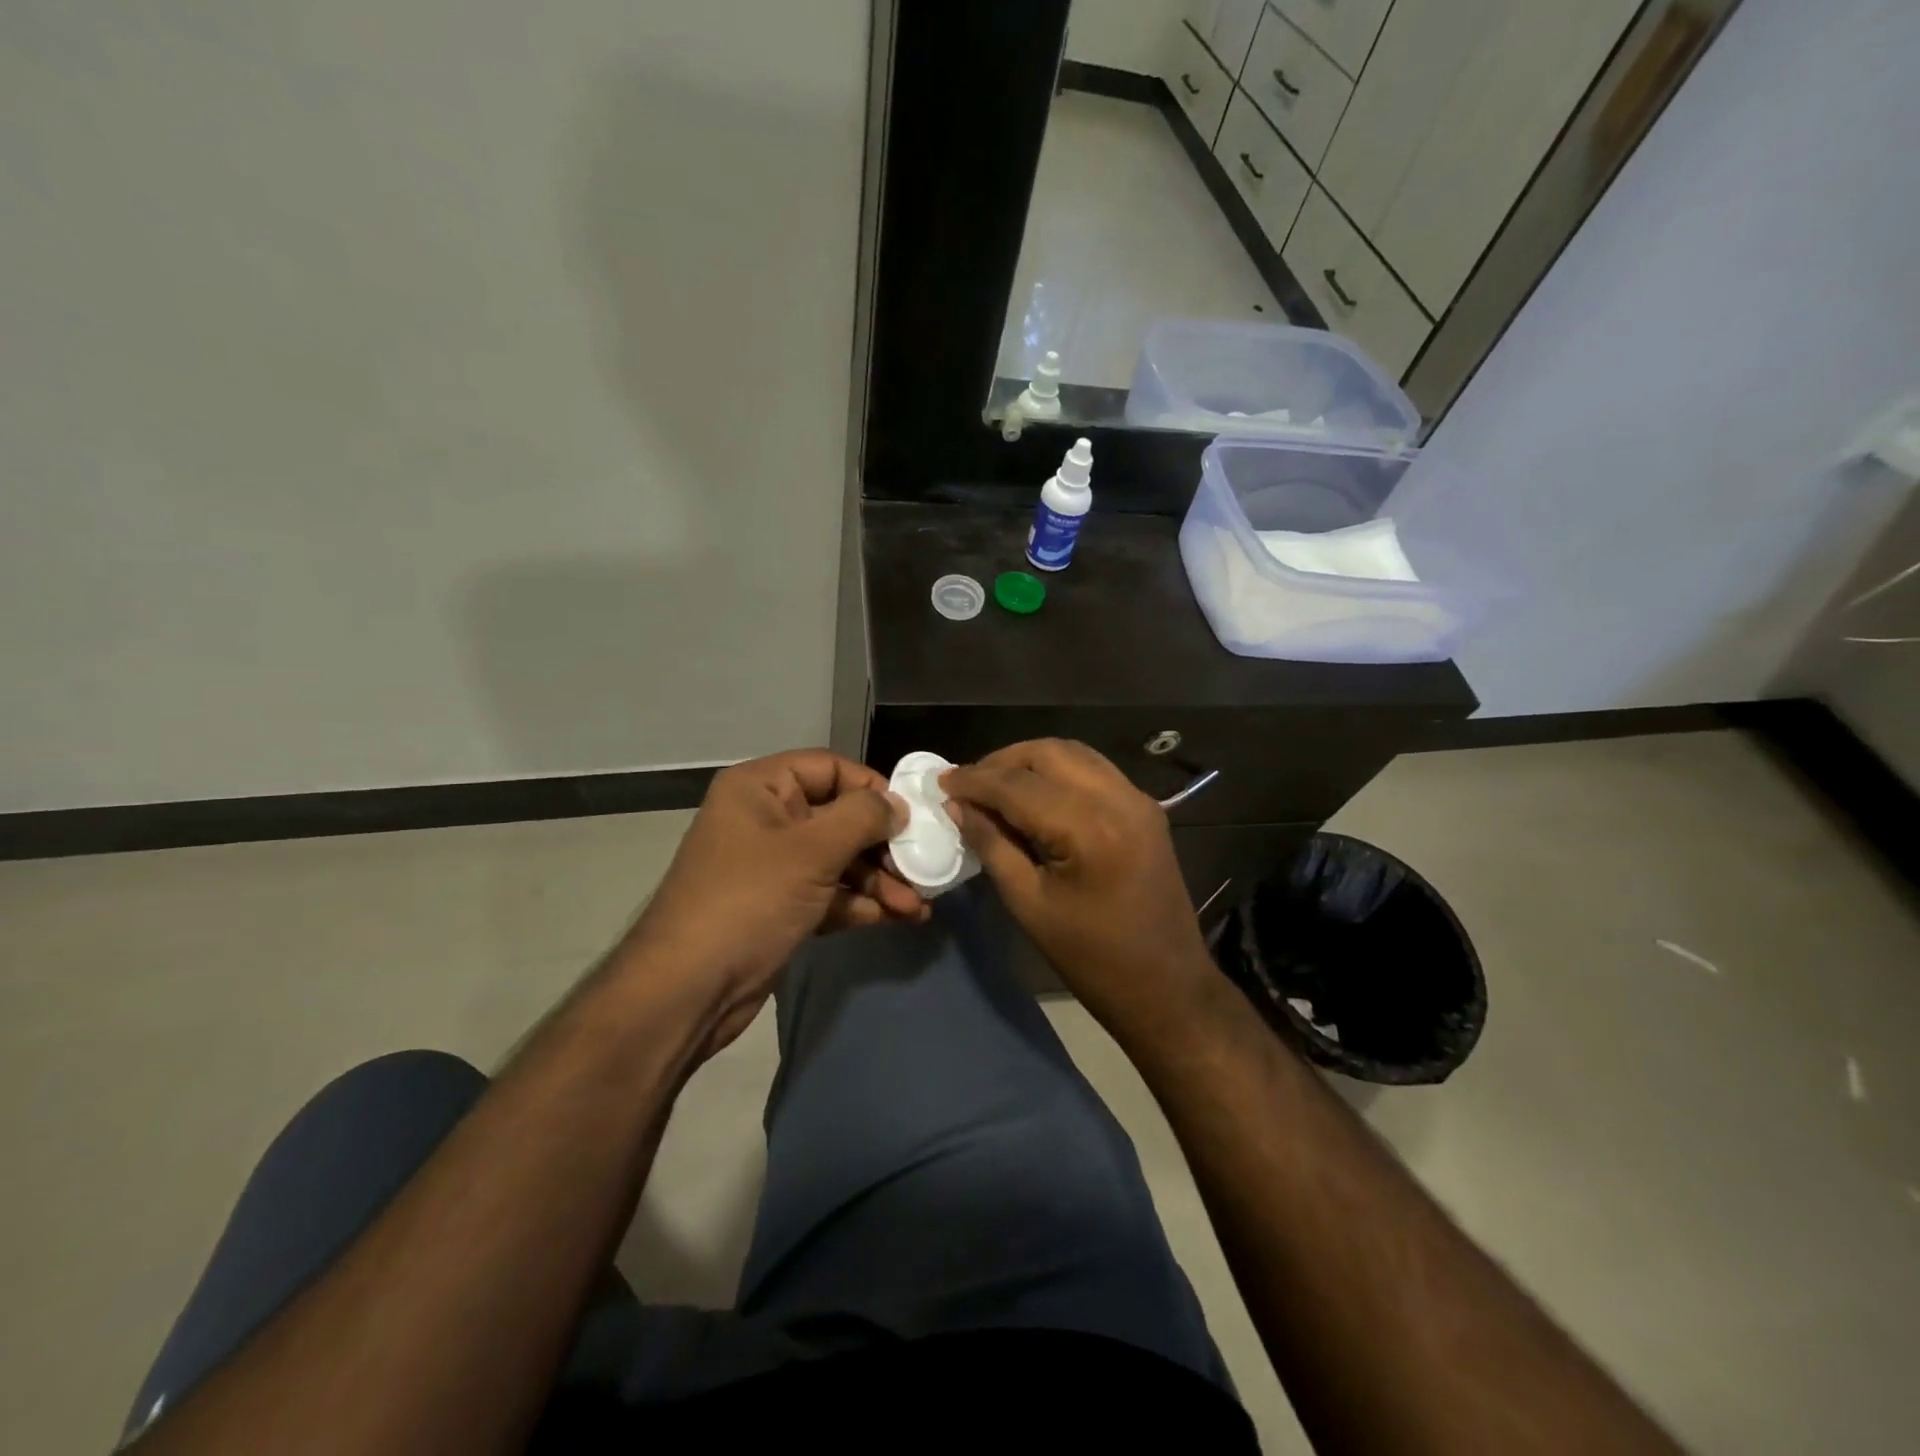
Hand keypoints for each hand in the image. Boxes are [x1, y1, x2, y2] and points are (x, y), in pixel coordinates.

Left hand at [619, 750, 926, 1057]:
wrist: (689, 990)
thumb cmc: (749, 901)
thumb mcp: (811, 851)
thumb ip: (862, 818)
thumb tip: (897, 806)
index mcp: (760, 788)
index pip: (829, 768)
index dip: (871, 788)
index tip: (909, 818)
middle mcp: (766, 819)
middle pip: (839, 817)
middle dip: (882, 847)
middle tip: (921, 869)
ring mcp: (772, 866)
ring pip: (839, 860)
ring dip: (879, 880)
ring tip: (917, 906)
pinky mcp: (780, 907)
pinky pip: (829, 893)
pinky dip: (860, 903)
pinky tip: (896, 919)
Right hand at [941, 739, 1213, 1037]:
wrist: (1167, 986)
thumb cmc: (1092, 958)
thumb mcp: (1029, 904)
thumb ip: (992, 845)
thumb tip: (958, 806)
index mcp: (1090, 828)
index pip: (1019, 785)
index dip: (975, 780)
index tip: (941, 781)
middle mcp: (1119, 799)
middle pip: (1049, 753)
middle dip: (1002, 762)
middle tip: (967, 783)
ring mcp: (1138, 800)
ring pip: (1073, 754)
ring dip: (1030, 761)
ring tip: (994, 785)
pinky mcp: (1145, 808)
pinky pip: (1093, 770)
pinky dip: (1058, 771)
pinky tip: (1033, 794)